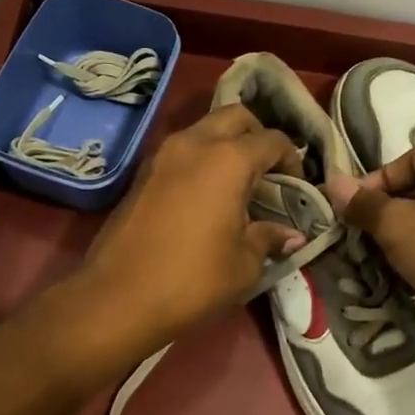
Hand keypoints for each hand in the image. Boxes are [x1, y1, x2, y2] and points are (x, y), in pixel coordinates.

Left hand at [75, 106, 304, 348]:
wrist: (118, 297)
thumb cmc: (192, 279)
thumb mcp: (244, 264)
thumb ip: (269, 239)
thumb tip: (291, 235)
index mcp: (227, 159)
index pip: (272, 140)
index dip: (292, 160)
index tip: (296, 187)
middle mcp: (194, 143)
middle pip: (235, 117)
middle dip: (257, 136)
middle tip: (267, 172)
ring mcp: (162, 155)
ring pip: (204, 129)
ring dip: (226, 145)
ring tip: (238, 184)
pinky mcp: (142, 173)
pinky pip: (182, 151)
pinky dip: (201, 160)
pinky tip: (207, 196)